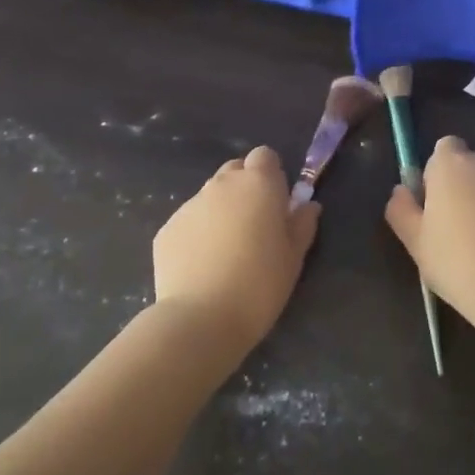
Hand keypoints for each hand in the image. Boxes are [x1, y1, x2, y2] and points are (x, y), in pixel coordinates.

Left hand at [153, 147, 319, 356]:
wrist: (201, 319)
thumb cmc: (260, 285)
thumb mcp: (294, 257)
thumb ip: (302, 224)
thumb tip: (307, 205)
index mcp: (258, 184)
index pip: (265, 156)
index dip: (271, 175)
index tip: (277, 203)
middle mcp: (221, 185)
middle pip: (235, 170)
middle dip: (245, 189)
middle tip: (254, 226)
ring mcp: (189, 205)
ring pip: (210, 196)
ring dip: (221, 211)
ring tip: (226, 251)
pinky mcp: (166, 229)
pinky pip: (189, 221)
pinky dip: (197, 234)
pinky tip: (202, 266)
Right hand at [384, 136, 474, 325]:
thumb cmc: (456, 260)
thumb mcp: (415, 240)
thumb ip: (402, 209)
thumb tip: (401, 191)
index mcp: (452, 164)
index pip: (443, 148)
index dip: (435, 173)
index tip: (433, 204)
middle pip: (468, 166)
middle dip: (460, 188)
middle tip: (451, 228)